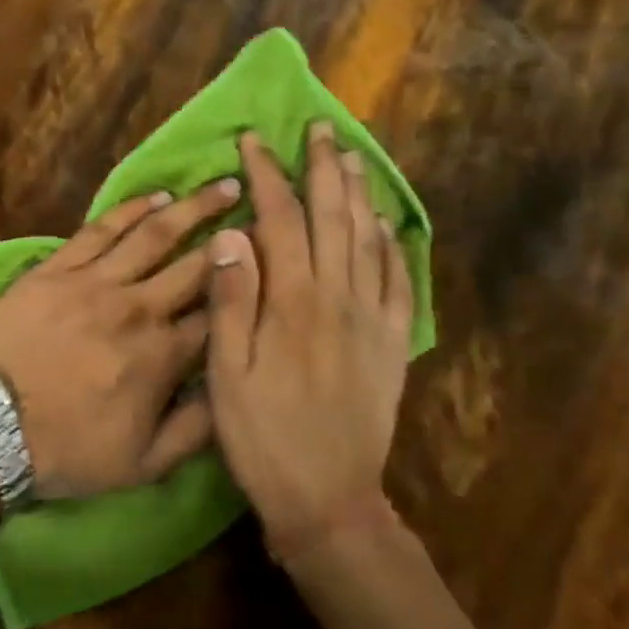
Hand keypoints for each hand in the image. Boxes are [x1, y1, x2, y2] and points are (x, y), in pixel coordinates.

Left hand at [0, 178, 241, 499]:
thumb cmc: (67, 450)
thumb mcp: (143, 464)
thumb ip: (196, 429)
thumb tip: (234, 391)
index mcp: (164, 356)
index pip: (221, 315)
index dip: (252, 287)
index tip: (275, 264)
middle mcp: (139, 309)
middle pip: (198, 265)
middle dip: (237, 237)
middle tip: (265, 209)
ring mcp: (96, 283)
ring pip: (154, 236)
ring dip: (193, 208)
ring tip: (225, 186)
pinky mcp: (58, 269)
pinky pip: (100, 229)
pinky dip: (130, 209)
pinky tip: (155, 196)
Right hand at [205, 124, 415, 556]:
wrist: (328, 498)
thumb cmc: (264, 437)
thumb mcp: (228, 375)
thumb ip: (231, 302)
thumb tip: (232, 235)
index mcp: (294, 303)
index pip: (281, 220)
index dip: (267, 177)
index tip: (254, 142)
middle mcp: (339, 299)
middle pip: (334, 218)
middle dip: (324, 170)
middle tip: (319, 130)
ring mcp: (373, 320)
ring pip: (370, 241)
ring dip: (360, 195)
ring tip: (353, 159)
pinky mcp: (393, 345)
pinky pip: (400, 283)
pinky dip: (394, 247)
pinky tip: (388, 228)